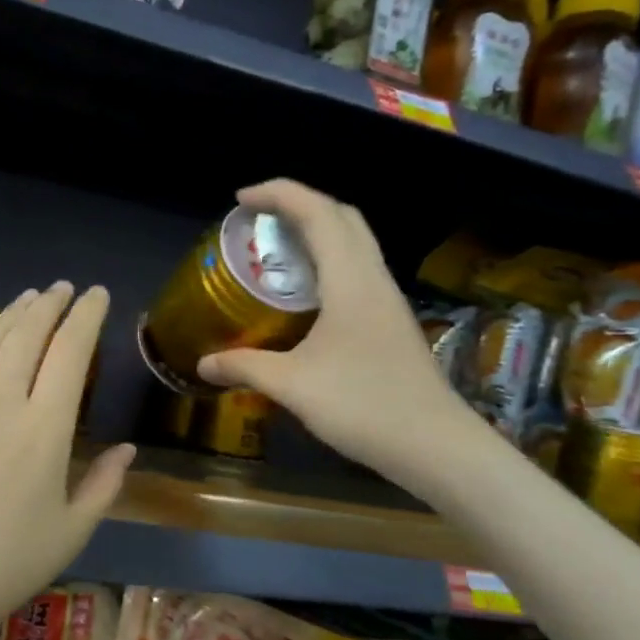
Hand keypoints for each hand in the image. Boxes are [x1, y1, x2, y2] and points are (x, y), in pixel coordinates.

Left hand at [0, 282, 135, 639]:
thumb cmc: (5, 564)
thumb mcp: (71, 532)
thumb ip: (104, 485)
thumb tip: (127, 448)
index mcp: (46, 430)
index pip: (71, 353)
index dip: (86, 317)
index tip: (97, 295)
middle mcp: (2, 404)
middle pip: (28, 336)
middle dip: (50, 305)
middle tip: (63, 288)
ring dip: (12, 314)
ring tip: (30, 297)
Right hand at [196, 178, 478, 485]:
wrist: (436, 446)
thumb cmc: (363, 406)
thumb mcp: (293, 386)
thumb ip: (246, 367)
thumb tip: (203, 364)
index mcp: (351, 280)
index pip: (318, 212)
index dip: (279, 193)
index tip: (240, 198)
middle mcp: (373, 279)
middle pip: (342, 216)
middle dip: (299, 204)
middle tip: (258, 219)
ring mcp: (387, 300)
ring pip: (355, 242)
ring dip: (317, 230)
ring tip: (276, 249)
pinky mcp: (391, 322)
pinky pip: (358, 269)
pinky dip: (328, 260)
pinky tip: (305, 293)